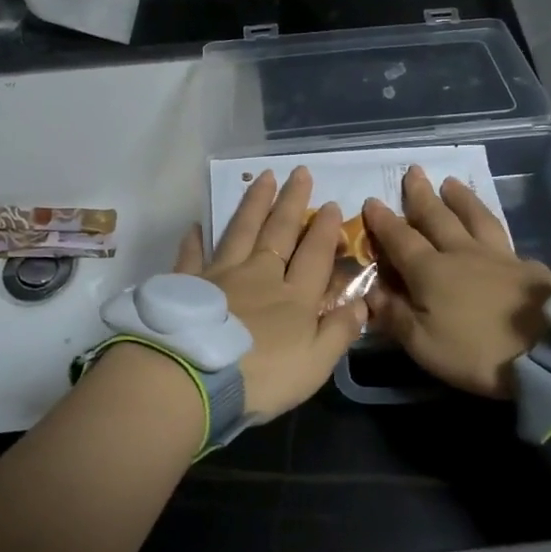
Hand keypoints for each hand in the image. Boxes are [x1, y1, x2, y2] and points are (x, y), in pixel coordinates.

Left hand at [172, 168, 366, 420]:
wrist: (196, 379)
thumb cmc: (262, 377)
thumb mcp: (314, 364)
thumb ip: (338, 332)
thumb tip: (361, 302)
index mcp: (294, 297)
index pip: (315, 255)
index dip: (325, 230)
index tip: (332, 204)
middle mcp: (260, 276)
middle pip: (280, 232)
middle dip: (292, 202)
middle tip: (300, 172)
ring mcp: (222, 276)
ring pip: (241, 231)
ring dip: (255, 204)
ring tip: (264, 178)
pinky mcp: (189, 285)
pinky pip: (192, 257)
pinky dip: (195, 241)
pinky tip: (196, 226)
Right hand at [362, 166, 550, 399]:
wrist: (549, 352)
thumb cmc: (477, 352)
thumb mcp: (424, 344)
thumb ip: (395, 315)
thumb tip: (370, 291)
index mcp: (431, 271)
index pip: (400, 239)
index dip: (384, 221)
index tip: (372, 201)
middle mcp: (462, 253)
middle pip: (438, 217)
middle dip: (421, 195)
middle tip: (413, 171)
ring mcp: (498, 256)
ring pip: (475, 217)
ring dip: (460, 199)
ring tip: (451, 183)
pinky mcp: (528, 267)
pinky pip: (504, 238)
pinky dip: (492, 227)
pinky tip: (493, 230)